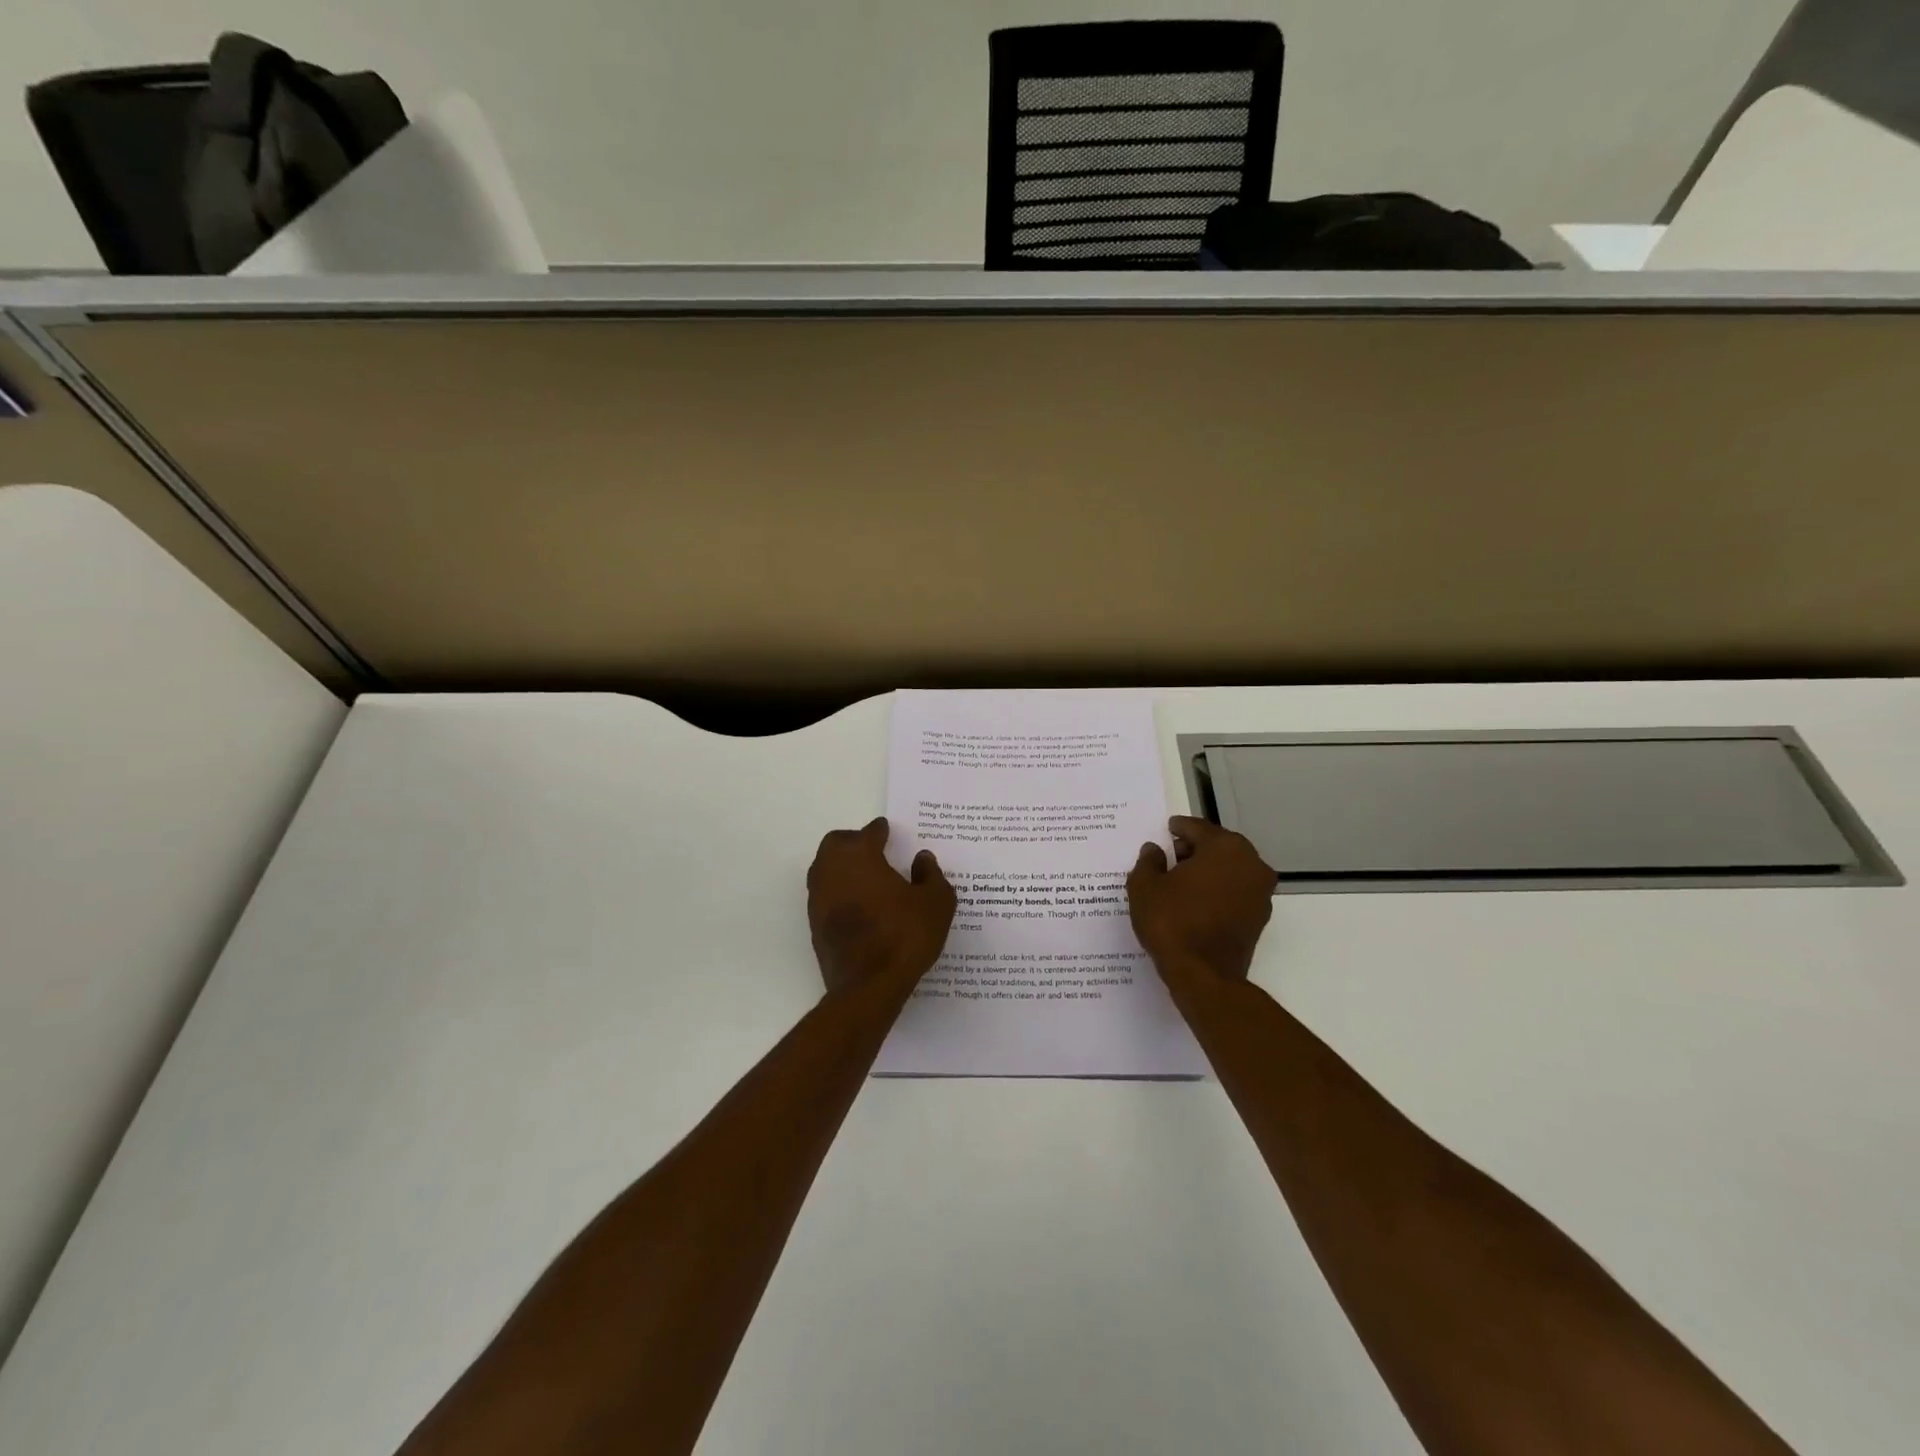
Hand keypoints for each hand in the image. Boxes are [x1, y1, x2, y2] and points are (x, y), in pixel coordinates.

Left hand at [807, 817, 956, 995]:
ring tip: (867, 877)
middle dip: (853, 842)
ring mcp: (819, 898)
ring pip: (825, 869)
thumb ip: (931, 875)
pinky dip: (839, 892)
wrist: (868, 986)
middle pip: (836, 844)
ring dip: (843, 866)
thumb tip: (922, 859)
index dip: (880, 831)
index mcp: (860, 856)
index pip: (868, 833)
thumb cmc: (904, 936)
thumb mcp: (936, 903)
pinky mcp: (815, 924)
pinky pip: (826, 895)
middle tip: (875, 850)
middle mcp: (833, 870)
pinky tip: (859, 905)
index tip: (888, 831)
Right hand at [1127, 816, 1276, 985]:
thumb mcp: (1145, 887)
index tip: (1166, 829)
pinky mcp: (1259, 918)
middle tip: (1169, 856)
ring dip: (1207, 871)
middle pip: (1218, 846)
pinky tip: (1194, 901)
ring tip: (1178, 881)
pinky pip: (1234, 892)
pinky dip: (1216, 891)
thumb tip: (1154, 850)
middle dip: (1194, 849)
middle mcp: (1251, 864)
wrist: (1204, 976)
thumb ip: (1148, 861)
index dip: (1179, 828)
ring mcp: (1260, 892)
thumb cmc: (1172, 922)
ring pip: (1230, 870)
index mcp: (1225, 848)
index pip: (1198, 828)